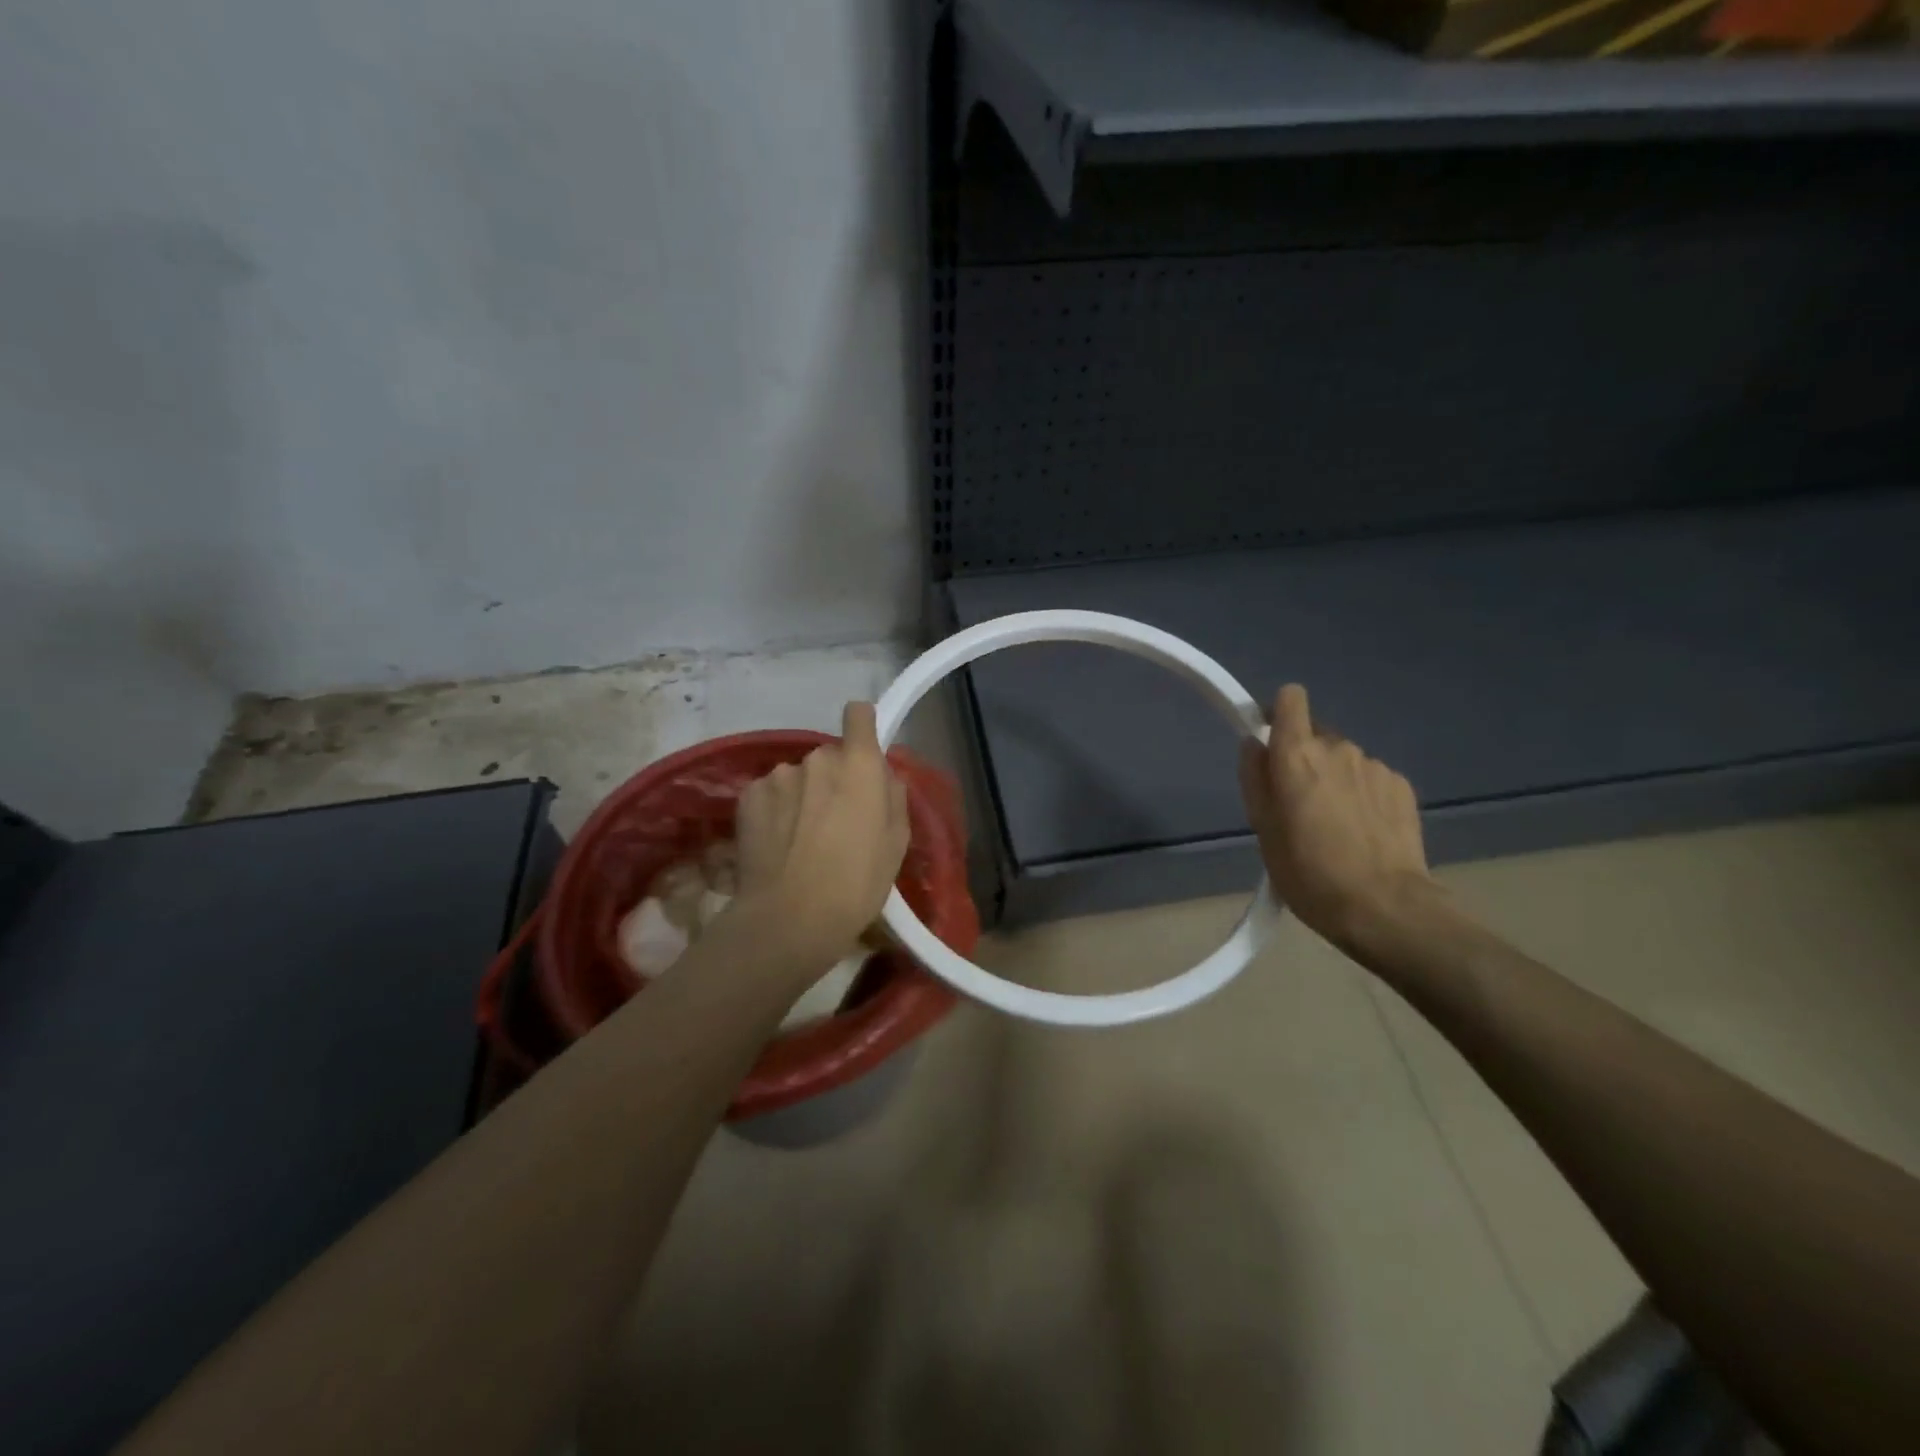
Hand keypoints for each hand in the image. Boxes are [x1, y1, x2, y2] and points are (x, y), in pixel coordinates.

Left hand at [732, 701, 909, 967]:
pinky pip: (770, 793)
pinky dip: (775, 810)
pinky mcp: (748, 795)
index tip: (863, 751)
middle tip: (836, 820)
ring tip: (802, 839)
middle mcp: (818, 758)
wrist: (790, 918)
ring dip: (802, 796)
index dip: (862, 727)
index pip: (858, 715)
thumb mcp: (897, 843)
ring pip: (798, 777)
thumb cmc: (857, 883)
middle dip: (834, 779)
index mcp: (859, 765)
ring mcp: (779, 775)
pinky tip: (777, 844)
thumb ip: (892, 797)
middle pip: (830, 756)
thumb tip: (882, 777)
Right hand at [1238, 684, 1438, 947]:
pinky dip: (1362, 795)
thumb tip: (1255, 744)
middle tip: (1299, 804)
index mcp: (1297, 755)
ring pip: (1344, 759)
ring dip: (1335, 778)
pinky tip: (1363, 832)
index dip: (1279, 713)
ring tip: (1334, 824)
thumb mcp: (1262, 829)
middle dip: (1304, 758)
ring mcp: (1375, 766)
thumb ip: (1254, 777)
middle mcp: (1338, 748)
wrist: (1384, 907)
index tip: (1272, 741)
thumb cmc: (1308, 872)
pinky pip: (1370, 778)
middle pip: (1315, 735)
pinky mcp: (1402, 786)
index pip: (1291, 699)